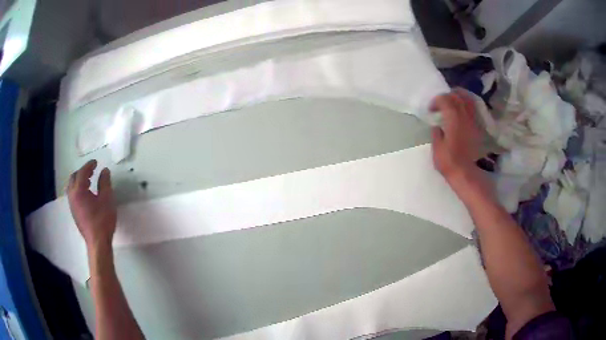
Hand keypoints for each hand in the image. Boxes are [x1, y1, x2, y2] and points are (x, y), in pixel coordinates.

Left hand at [67, 160, 116, 251]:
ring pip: (72, 187)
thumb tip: (104, 171)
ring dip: (79, 181)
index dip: (89, 165)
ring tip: (89, 182)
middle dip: (82, 172)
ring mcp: (72, 205)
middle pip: (74, 178)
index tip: (96, 162)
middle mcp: (72, 196)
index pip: (82, 172)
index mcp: (79, 190)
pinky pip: (73, 195)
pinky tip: (87, 195)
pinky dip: (79, 189)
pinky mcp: (74, 213)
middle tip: (92, 171)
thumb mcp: (107, 199)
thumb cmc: (102, 220)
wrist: (97, 242)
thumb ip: (105, 183)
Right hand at [430, 90, 489, 197]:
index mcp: (453, 118)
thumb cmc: (449, 161)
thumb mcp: (437, 147)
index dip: (436, 101)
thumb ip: (436, 133)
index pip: (445, 99)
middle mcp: (464, 115)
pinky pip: (473, 109)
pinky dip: (466, 105)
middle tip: (440, 103)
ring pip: (467, 100)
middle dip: (447, 96)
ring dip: (458, 97)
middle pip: (457, 96)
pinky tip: (462, 110)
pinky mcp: (477, 127)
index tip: (431, 109)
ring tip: (452, 102)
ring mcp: (473, 121)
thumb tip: (438, 126)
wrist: (466, 173)